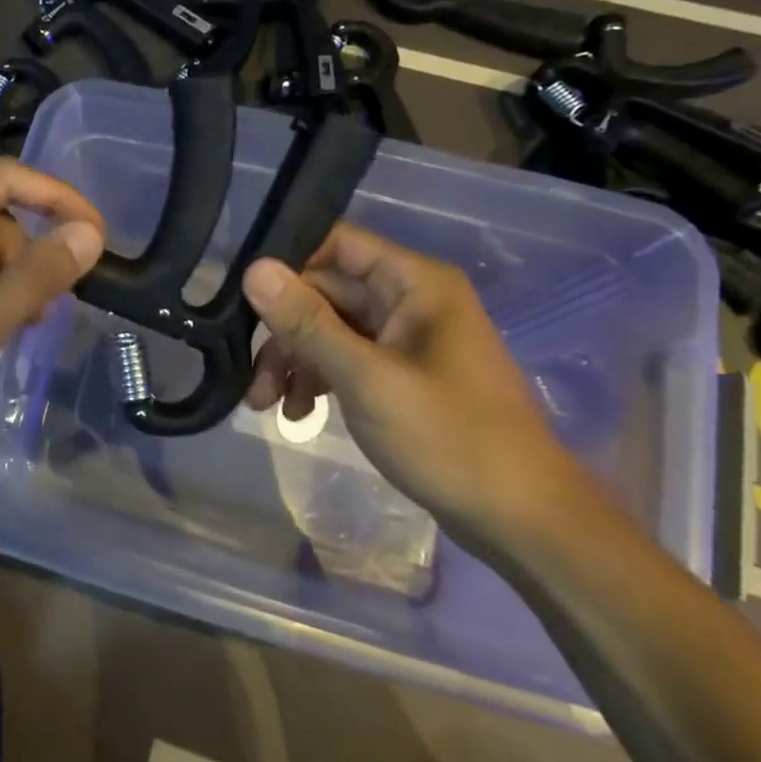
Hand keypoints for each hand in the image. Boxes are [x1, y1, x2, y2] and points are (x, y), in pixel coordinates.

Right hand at [242, 222, 595, 552]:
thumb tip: (253, 268)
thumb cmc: (449, 438)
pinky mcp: (400, 373)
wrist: (519, 518)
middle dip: (283, 330)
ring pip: (329, 328)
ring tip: (266, 404)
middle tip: (250, 374)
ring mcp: (405, 338)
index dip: (287, 265)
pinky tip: (298, 414)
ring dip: (293, 360)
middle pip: (325, 291)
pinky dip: (316, 380)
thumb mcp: (366, 378)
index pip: (336, 243)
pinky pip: (344, 359)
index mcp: (414, 283)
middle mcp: (409, 300)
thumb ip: (307, 322)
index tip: (242, 299)